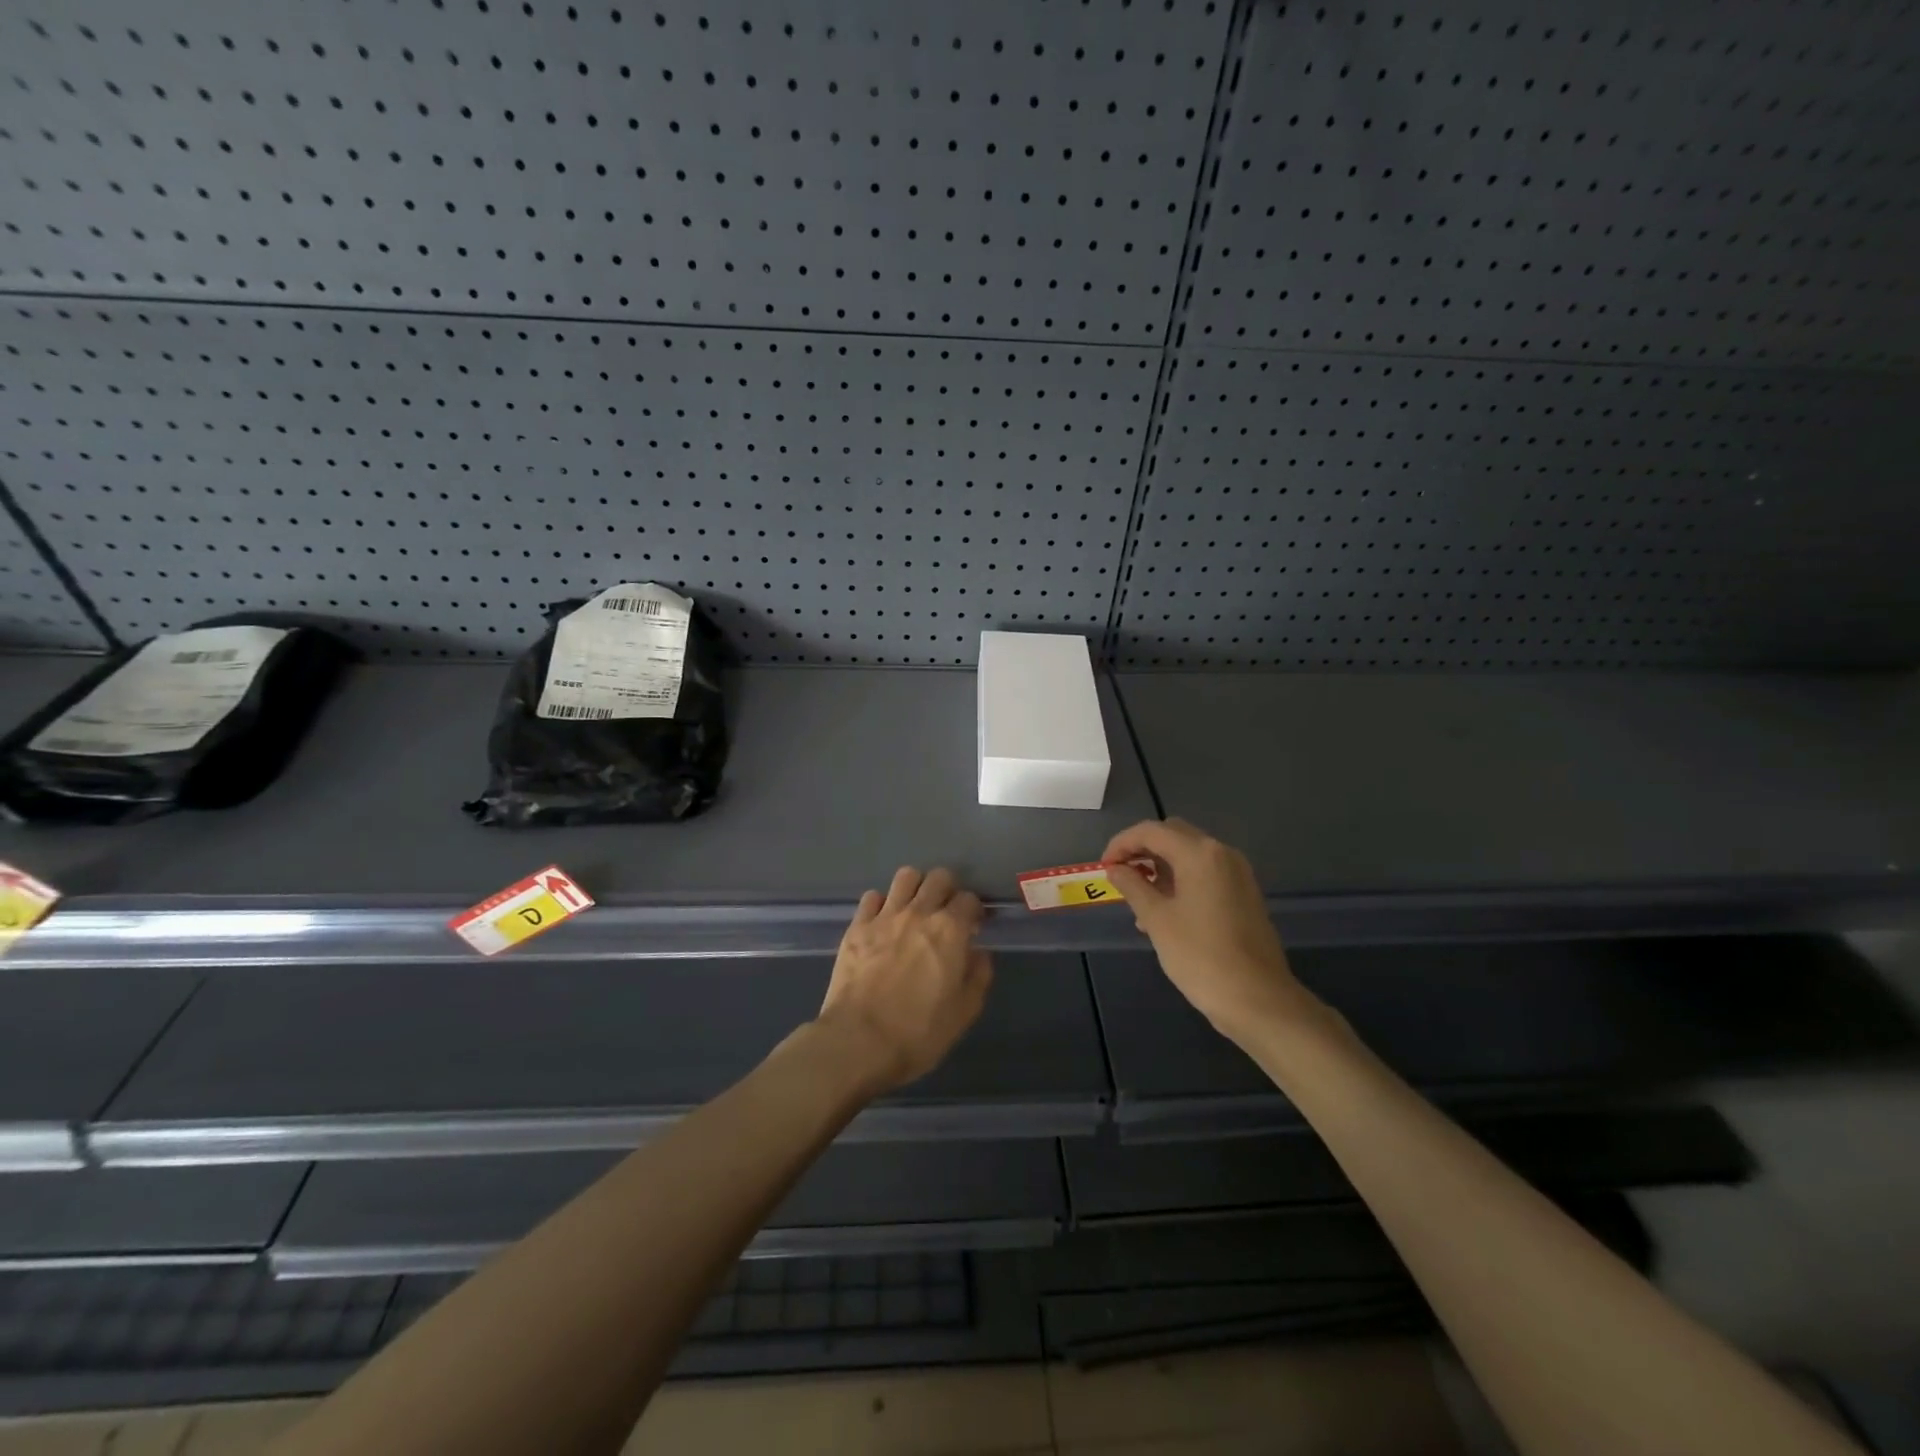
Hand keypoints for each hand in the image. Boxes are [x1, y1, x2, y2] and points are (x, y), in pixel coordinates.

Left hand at [815, 867, 993, 1092]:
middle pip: (939, 877)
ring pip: (906, 876)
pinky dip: (881, 904)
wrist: (858, 1041)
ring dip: (915, 887)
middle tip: (946, 913)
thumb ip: (978, 976)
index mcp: (950, 930)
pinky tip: (883, 922)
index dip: (975, 911)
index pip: (969, 899)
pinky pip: (872, 897)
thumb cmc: (918, 1033)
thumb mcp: (963, 1013)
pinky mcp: (857, 926)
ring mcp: (885, 916)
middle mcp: (919, 912)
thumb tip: (979, 953)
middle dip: (948, 890)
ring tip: (915, 908)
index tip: (974, 926)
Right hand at [1103, 819, 1316, 1044]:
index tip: (1104, 866)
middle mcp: (1222, 853)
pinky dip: (1181, 881)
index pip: (1151, 831)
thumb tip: (1115, 868)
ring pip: (1189, 855)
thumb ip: (1133, 886)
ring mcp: (1237, 874)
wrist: (1258, 999)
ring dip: (1161, 867)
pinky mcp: (1244, 894)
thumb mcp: (1157, 919)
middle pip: (1173, 836)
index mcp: (1200, 854)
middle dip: (1142, 850)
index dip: (1121, 843)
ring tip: (1138, 901)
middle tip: (1120, 875)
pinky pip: (1205, 874)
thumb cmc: (1200, 956)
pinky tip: (1165, 913)